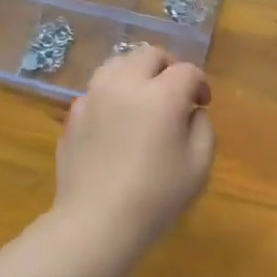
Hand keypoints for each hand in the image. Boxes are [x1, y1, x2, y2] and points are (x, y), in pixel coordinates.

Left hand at [53, 44, 214, 255]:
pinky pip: (97, 90)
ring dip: (137, 73)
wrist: (96, 223)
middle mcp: (124, 85)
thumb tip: (191, 110)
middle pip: (149, 54)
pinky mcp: (73, 115)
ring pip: (117, 64)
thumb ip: (203, 127)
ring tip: (144, 99)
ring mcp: (93, 97)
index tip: (203, 104)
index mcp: (161, 96)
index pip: (187, 71)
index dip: (200, 84)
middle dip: (168, 68)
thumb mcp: (199, 165)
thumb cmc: (157, 197)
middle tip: (175, 94)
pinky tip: (118, 123)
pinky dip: (113, 95)